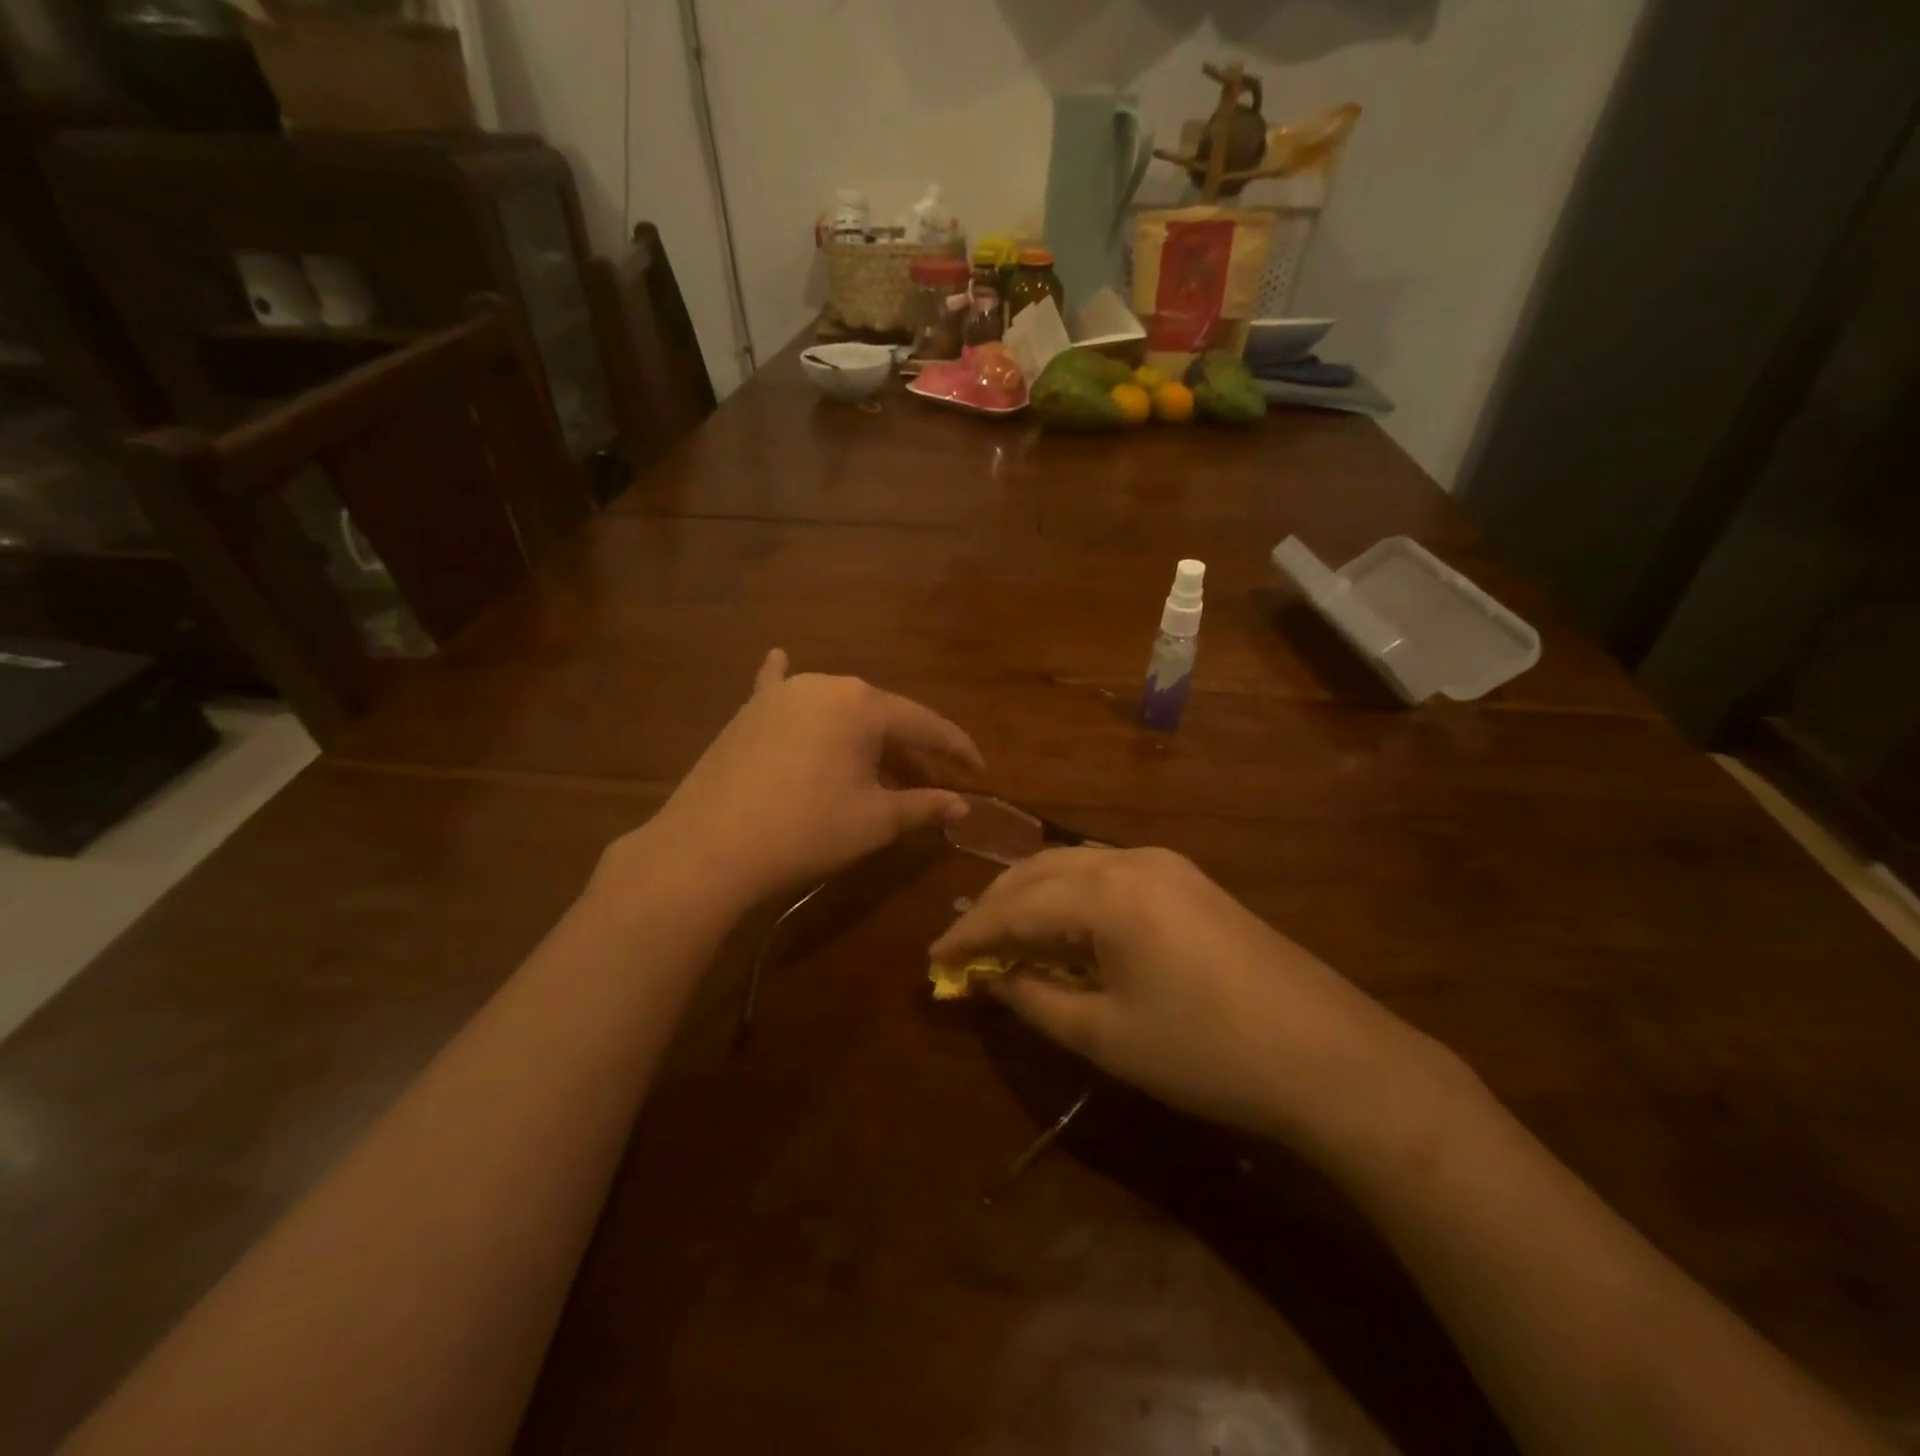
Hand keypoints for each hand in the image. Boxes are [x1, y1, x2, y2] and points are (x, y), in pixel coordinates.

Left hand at [612, 650, 983, 908]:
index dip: (956, 749)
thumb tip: (964, 805)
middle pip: (881, 715)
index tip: (979, 771)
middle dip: (908, 746)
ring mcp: (781, 693)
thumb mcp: (874, 821)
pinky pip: (777, 688)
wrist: (710, 848)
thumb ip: (924, 805)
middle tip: (929, 779)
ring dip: (862, 733)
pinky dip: (786, 681)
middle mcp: (825, 685)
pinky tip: (779, 656)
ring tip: (878, 760)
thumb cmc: (806, 831)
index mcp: (863, 705)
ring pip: (839, 709)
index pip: (925, 724)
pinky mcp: (748, 711)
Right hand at [930, 846, 1462, 1153]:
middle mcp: (1132, 859)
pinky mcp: (1189, 880)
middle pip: (1040, 869)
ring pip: (1074, 864)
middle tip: (963, 945)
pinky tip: (1064, 926)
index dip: (969, 934)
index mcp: (1108, 893)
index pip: (1016, 906)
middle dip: (995, 904)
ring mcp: (1166, 864)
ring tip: (1004, 934)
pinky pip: (1108, 873)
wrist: (1330, 1056)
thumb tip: (990, 979)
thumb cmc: (1207, 1053)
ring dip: (1032, 894)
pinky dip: (1071, 895)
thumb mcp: (1107, 1036)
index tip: (933, 959)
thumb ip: (1036, 999)